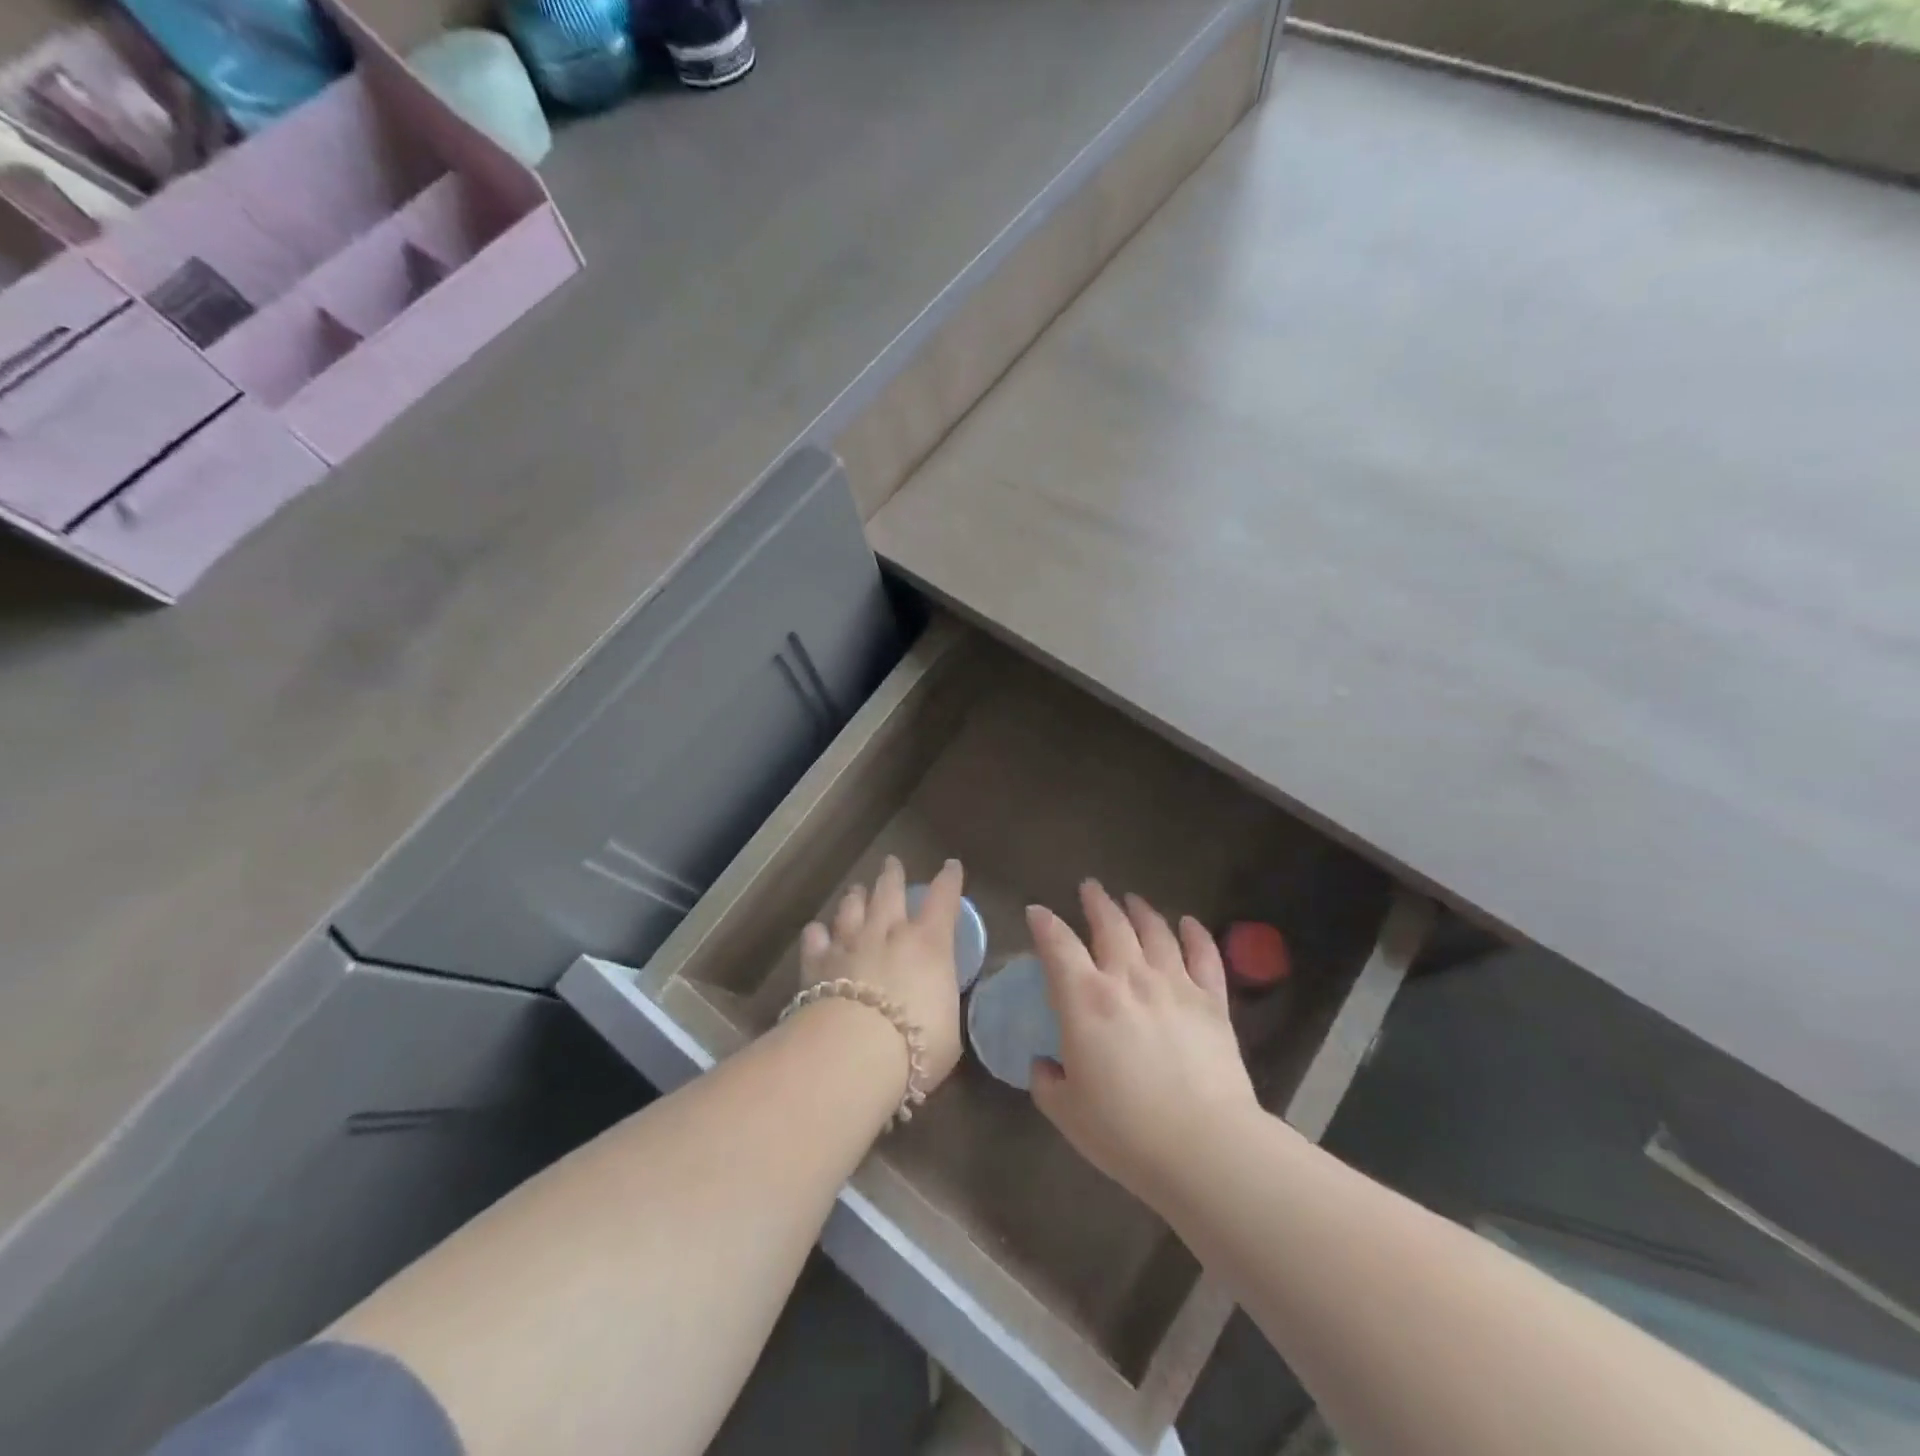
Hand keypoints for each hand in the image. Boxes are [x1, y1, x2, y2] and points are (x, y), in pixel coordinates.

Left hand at [800, 856, 966, 1087]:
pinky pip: (815, 939)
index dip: (949, 881)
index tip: (951, 866)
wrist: (852, 1054)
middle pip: (889, 892)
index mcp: (928, 944)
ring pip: (851, 909)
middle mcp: (888, 933)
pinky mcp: (816, 964)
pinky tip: (816, 932)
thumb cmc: (916, 1044)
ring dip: (856, 897)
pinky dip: (817, 933)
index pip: (944, 900)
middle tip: (891, 862)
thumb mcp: (948, 1028)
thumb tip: (934, 1000)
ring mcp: (849, 944)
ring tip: (856, 890)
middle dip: (892, 875)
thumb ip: (939, 1003)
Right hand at [1027, 882, 1260, 1201]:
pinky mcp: (1212, 1002)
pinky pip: (1204, 956)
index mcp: (1085, 999)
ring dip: (1141, 910)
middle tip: (1090, 887)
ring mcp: (1174, 985)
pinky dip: (1196, 935)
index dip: (1044, 923)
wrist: (1204, 1147)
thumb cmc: (1125, 1132)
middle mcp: (1128, 978)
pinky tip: (1189, 923)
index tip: (1037, 912)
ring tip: (1133, 899)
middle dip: (1096, 901)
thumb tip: (1044, 1065)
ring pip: (1156, 931)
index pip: (1058, 945)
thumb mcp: (1067, 1112)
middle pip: (1110, 924)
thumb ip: (1048, 1082)